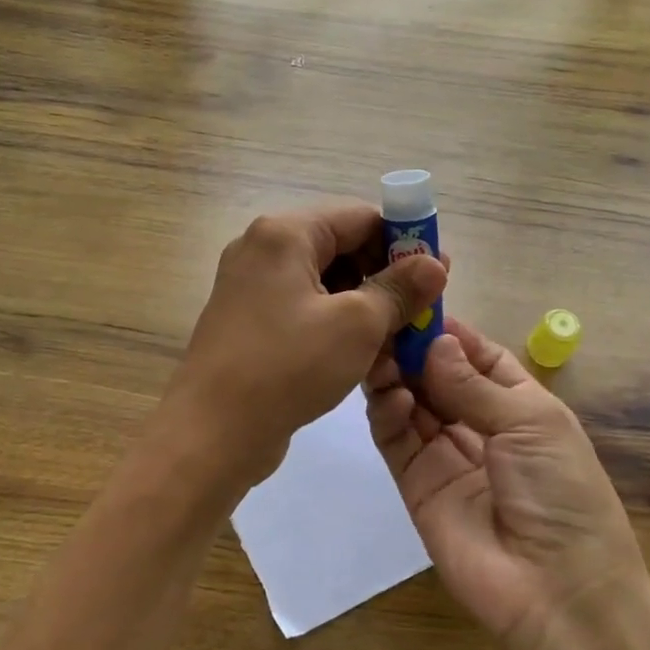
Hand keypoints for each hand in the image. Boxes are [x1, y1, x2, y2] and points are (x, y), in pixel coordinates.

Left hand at [158, 202, 446, 492]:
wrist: (211, 432)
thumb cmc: (287, 366)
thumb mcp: (356, 325)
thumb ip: (399, 289)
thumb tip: (434, 262)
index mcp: (284, 233)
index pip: (359, 217)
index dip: (404, 240)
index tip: (438, 272)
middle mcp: (262, 249)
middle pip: (340, 246)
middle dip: (384, 275)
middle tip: (422, 309)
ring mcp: (251, 286)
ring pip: (324, 281)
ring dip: (364, 303)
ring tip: (399, 337)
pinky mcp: (249, 321)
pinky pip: (303, 307)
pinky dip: (335, 322)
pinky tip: (363, 353)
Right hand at [365, 318, 645, 649]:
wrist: (557, 592)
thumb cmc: (562, 493)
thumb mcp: (532, 424)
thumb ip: (475, 385)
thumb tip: (435, 342)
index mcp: (519, 404)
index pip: (477, 355)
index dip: (449, 330)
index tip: (416, 300)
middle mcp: (478, 423)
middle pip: (437, 375)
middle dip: (413, 348)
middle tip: (384, 321)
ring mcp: (444, 453)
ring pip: (411, 401)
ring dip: (395, 374)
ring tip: (379, 353)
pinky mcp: (415, 482)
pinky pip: (395, 438)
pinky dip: (388, 411)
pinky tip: (391, 394)